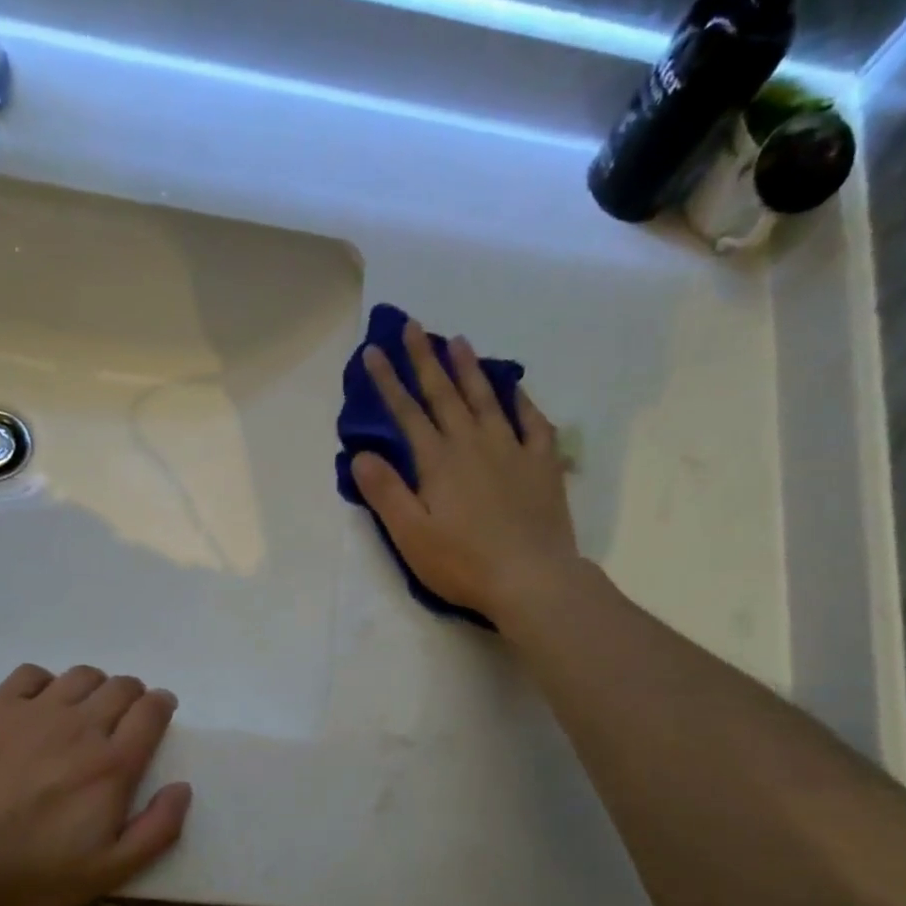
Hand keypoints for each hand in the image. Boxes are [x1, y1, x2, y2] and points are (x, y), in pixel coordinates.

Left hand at [0, 664, 191, 905]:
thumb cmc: (35, 872)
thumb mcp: (110, 870)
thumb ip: (157, 829)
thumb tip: (182, 788)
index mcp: (114, 763)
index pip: (152, 711)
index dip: (162, 705)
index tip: (160, 712)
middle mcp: (81, 726)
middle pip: (121, 686)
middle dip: (133, 695)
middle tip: (125, 716)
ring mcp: (36, 713)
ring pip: (82, 675)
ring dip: (95, 686)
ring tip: (86, 709)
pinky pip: (32, 674)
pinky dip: (46, 682)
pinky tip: (41, 704)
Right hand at [349, 319, 578, 626]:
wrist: (531, 579)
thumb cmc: (463, 563)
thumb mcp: (411, 535)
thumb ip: (385, 492)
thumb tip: (362, 454)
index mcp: (438, 462)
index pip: (407, 413)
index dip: (388, 382)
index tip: (373, 351)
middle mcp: (473, 444)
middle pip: (445, 394)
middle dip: (425, 360)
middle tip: (413, 326)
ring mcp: (512, 451)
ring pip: (487, 399)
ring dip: (470, 369)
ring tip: (458, 341)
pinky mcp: (542, 465)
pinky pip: (534, 423)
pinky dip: (522, 402)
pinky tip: (516, 389)